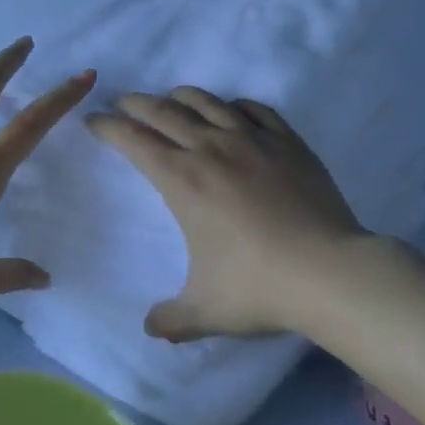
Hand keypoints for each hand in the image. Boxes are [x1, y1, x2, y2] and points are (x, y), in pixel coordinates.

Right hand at [88, 88, 373, 342]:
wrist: (330, 272)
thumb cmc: (259, 287)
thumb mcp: (205, 312)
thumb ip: (171, 319)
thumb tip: (150, 328)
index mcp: (183, 180)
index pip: (134, 140)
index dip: (109, 127)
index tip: (94, 121)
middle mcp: (212, 149)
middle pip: (164, 111)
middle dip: (136, 104)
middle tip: (123, 103)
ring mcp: (253, 140)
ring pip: (208, 102)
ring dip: (181, 97)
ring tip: (170, 99)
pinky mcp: (288, 142)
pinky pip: (255, 109)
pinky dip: (234, 105)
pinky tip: (232, 110)